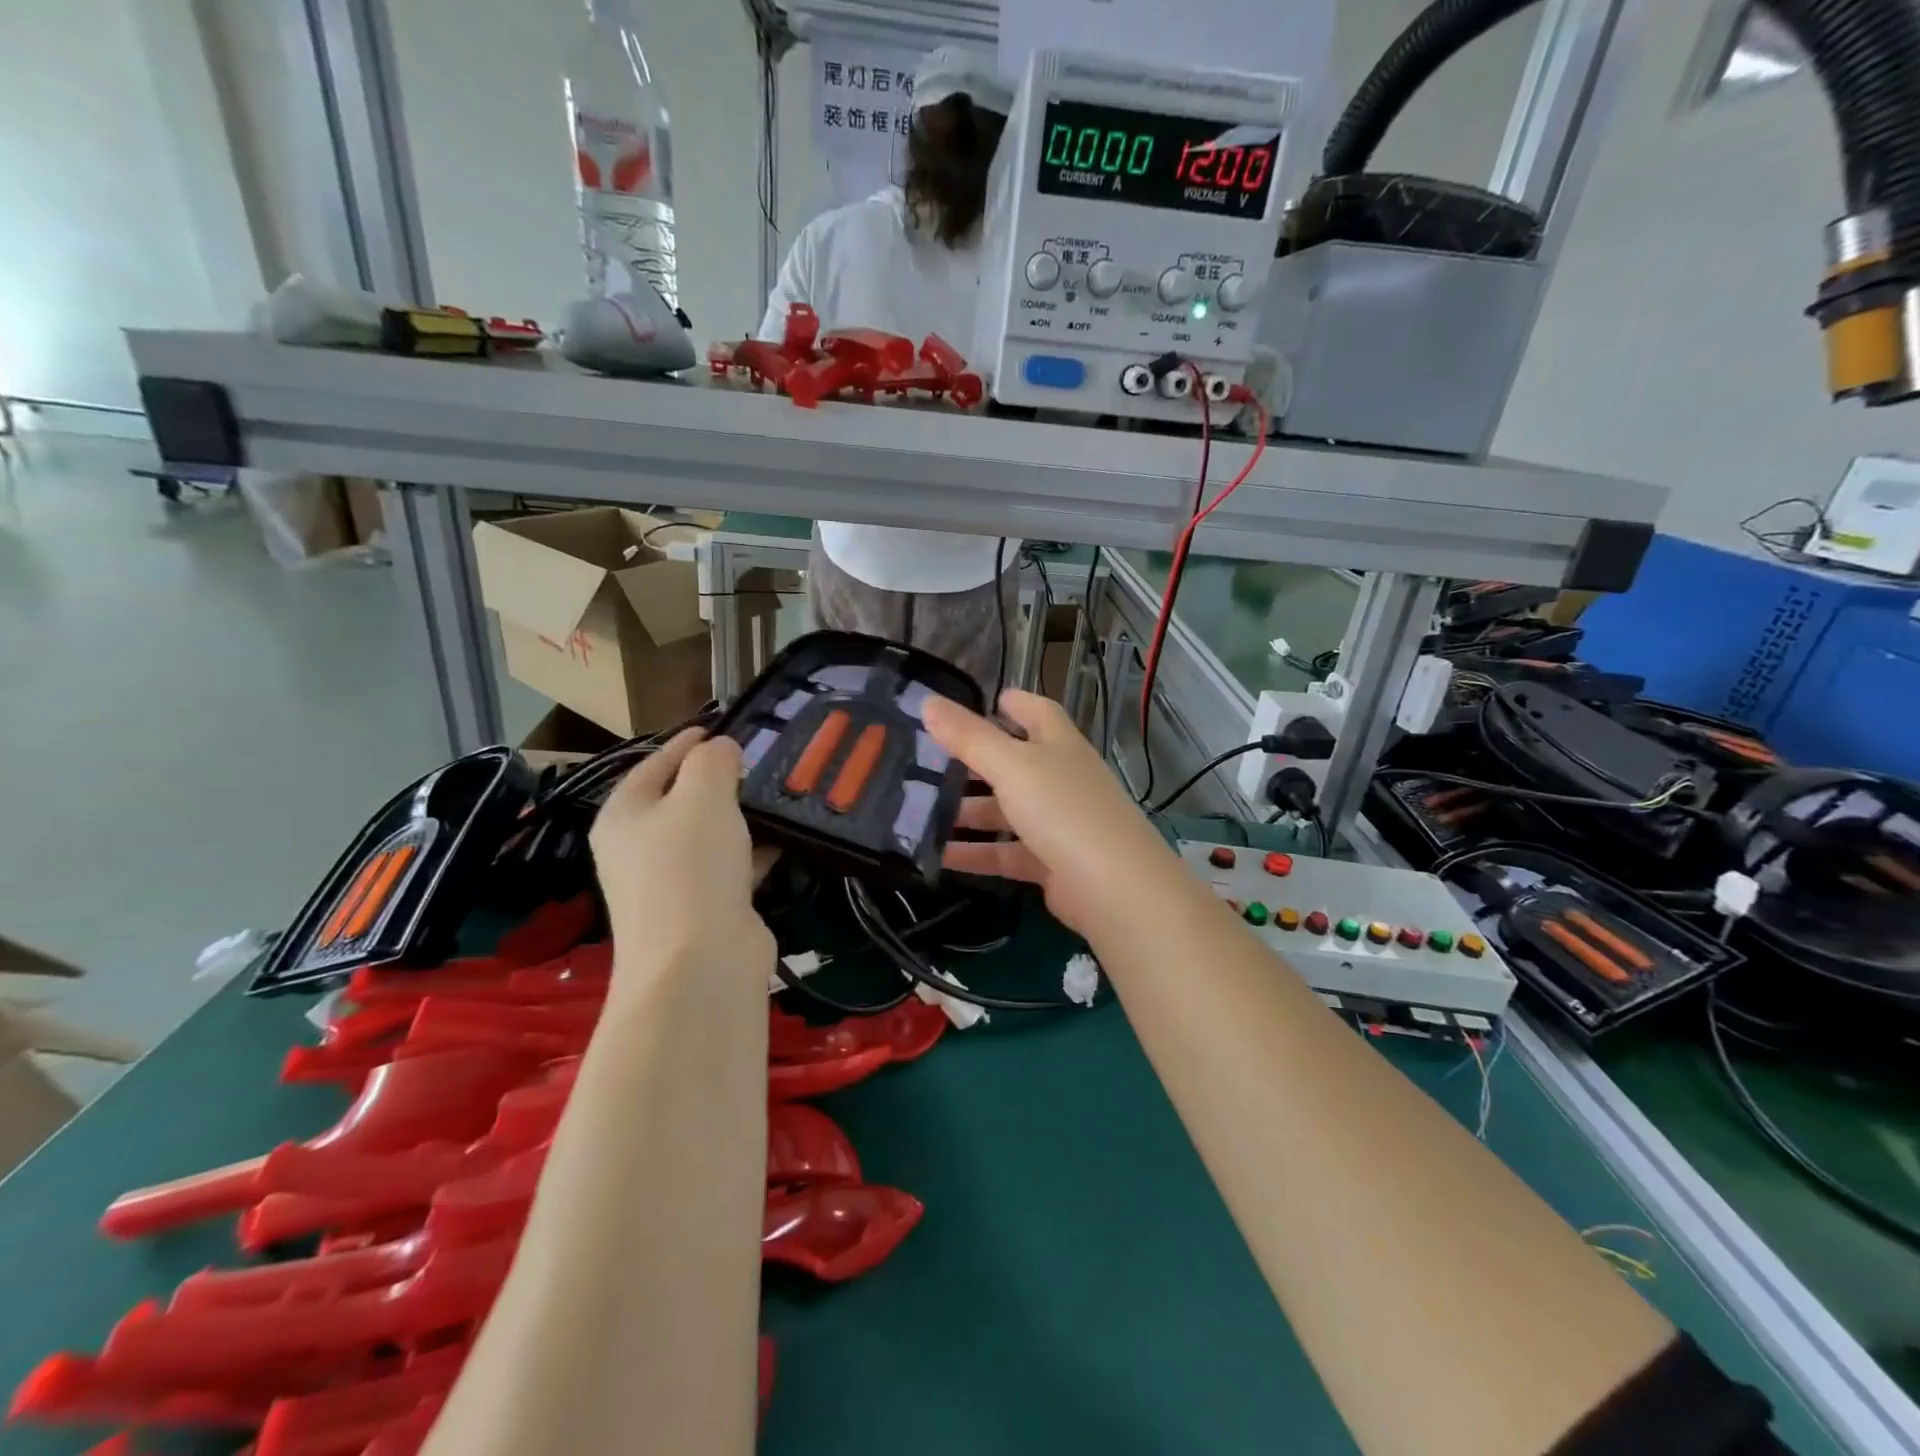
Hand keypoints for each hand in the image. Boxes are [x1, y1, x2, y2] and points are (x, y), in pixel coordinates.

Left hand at [590, 730, 772, 974]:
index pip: (654, 764)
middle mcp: (640, 848)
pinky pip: (731, 866)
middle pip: (681, 800)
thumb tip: (721, 749)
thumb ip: (712, 761)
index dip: (687, 743)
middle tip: (761, 759)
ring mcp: (671, 883)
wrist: (700, 964)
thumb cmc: (690, 867)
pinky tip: (785, 837)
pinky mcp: (705, 909)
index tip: (724, 727)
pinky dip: (754, 850)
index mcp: (624, 816)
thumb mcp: (702, 796)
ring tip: (780, 791)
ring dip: (741, 816)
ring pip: (709, 835)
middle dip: (719, 780)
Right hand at [921, 690, 1188, 939]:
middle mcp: (1061, 779)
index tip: (984, 700)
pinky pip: (1006, 852)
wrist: (1113, 887)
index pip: (1038, 713)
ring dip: (968, 811)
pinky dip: (976, 853)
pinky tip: (939, 856)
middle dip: (973, 763)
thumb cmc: (1064, 810)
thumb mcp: (1012, 766)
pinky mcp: (1050, 863)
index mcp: (1059, 745)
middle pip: (1014, 763)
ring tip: (920, 812)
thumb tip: (928, 702)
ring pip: (1005, 811)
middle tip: (927, 762)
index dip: (1014, 703)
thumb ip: (969, 737)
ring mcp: (1058, 823)